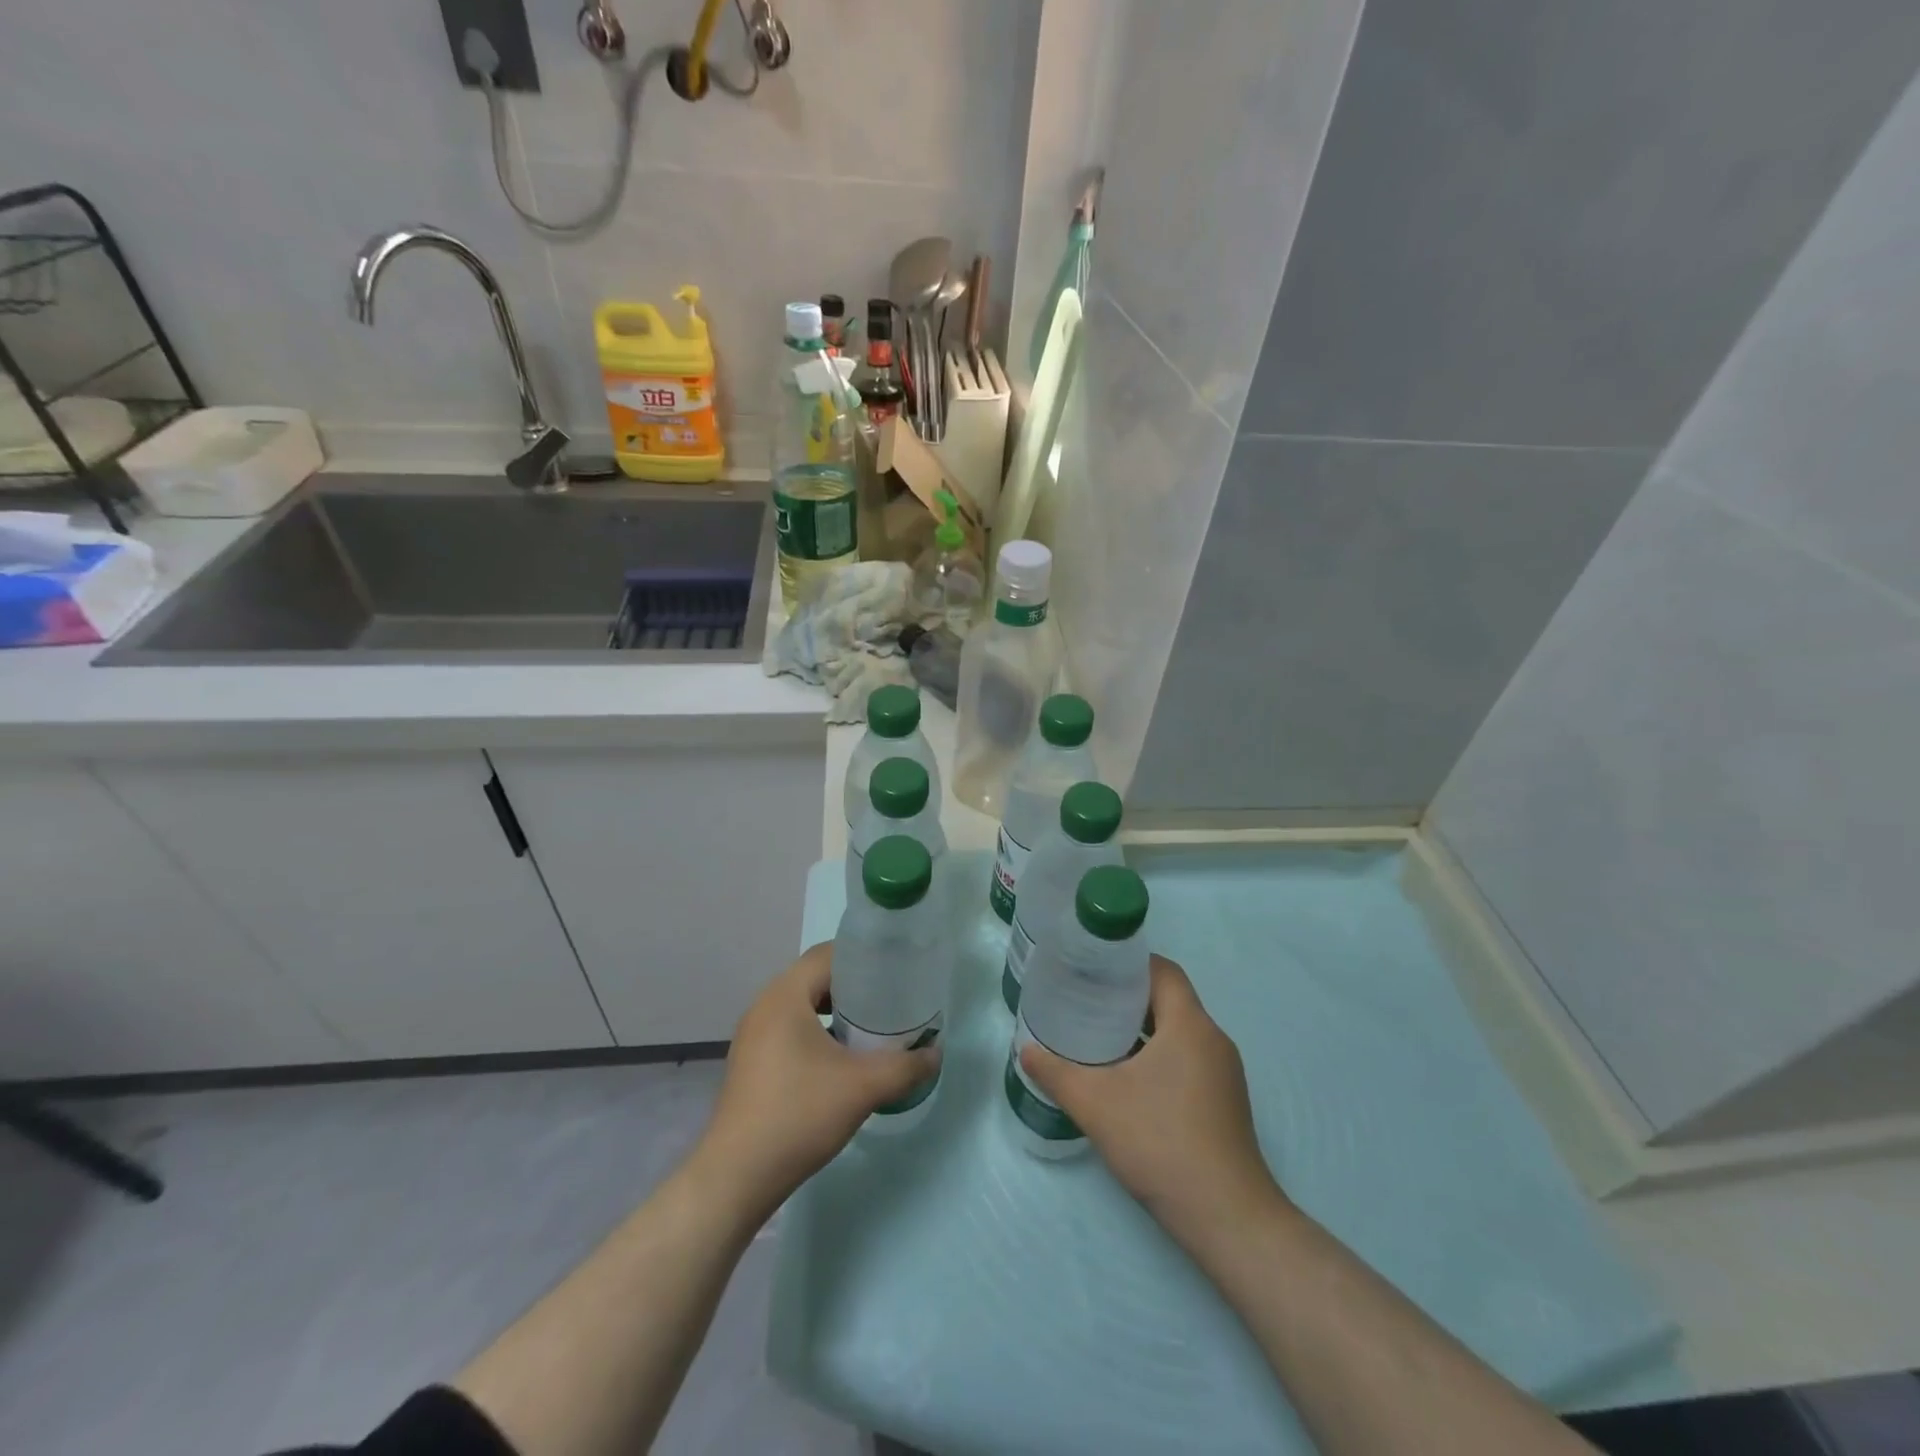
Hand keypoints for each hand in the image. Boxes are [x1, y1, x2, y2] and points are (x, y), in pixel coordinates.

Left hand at [691, 942, 939, 1225]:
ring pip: (803, 1005)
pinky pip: (791, 1028)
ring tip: (871, 1026)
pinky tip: (842, 1057)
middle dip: (855, 984)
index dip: (864, 956)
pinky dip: (818, 1031)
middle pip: (815, 977)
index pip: (828, 954)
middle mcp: (764, 1005)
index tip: (896, 969)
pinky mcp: (752, 1061)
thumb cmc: (799, 1115)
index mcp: (785, 995)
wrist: (737, 1176)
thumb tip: (935, 1053)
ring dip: (836, 1010)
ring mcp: (754, 1035)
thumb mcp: (863, 1087)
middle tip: (890, 998)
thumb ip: (905, 1066)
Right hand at [1019, 955, 1283, 1248]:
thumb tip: (1026, 1051)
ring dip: (1142, 1028)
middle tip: (1085, 1000)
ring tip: (1098, 1035)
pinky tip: (1126, 1078)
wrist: (1226, 1218)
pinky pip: (1187, 1058)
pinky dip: (1157, 1055)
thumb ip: (1056, 1073)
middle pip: (1170, 999)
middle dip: (1128, 996)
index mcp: (1190, 1025)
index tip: (1092, 968)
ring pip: (1178, 1031)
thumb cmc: (1161, 1142)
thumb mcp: (1096, 1104)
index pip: (1163, 970)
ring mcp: (1224, 1073)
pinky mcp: (1224, 1102)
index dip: (1128, 962)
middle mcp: (1213, 1040)